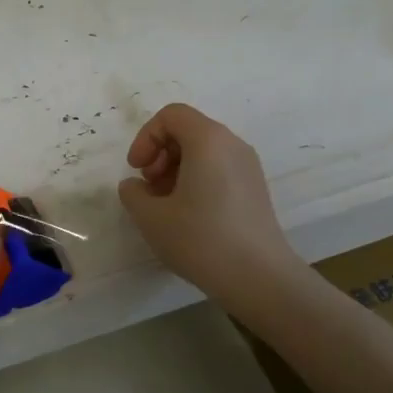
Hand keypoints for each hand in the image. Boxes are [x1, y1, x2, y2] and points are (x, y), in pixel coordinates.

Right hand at [118, 103, 303, 310]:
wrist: (259, 277)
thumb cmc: (201, 239)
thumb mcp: (151, 217)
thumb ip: (133, 193)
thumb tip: (135, 186)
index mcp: (208, 140)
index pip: (171, 115)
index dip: (146, 137)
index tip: (137, 170)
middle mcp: (232, 144)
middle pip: (188, 130)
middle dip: (160, 153)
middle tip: (149, 188)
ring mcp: (248, 166)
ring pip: (203, 152)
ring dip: (175, 169)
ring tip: (164, 206)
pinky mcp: (255, 189)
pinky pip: (219, 169)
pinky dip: (196, 181)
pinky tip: (187, 216)